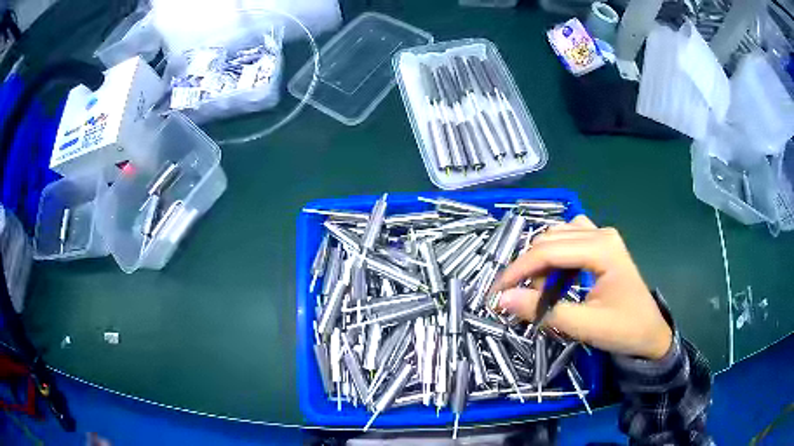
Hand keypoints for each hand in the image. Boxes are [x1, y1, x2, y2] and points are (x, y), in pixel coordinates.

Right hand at [492, 215, 672, 359]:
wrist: (651, 333)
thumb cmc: (624, 330)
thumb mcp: (584, 326)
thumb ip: (544, 311)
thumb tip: (503, 299)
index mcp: (602, 248)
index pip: (548, 251)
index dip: (518, 270)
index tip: (496, 293)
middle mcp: (601, 233)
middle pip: (550, 240)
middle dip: (529, 268)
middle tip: (521, 300)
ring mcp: (602, 235)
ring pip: (557, 236)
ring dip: (541, 261)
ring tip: (542, 291)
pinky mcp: (602, 244)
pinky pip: (569, 238)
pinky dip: (555, 256)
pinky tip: (557, 275)